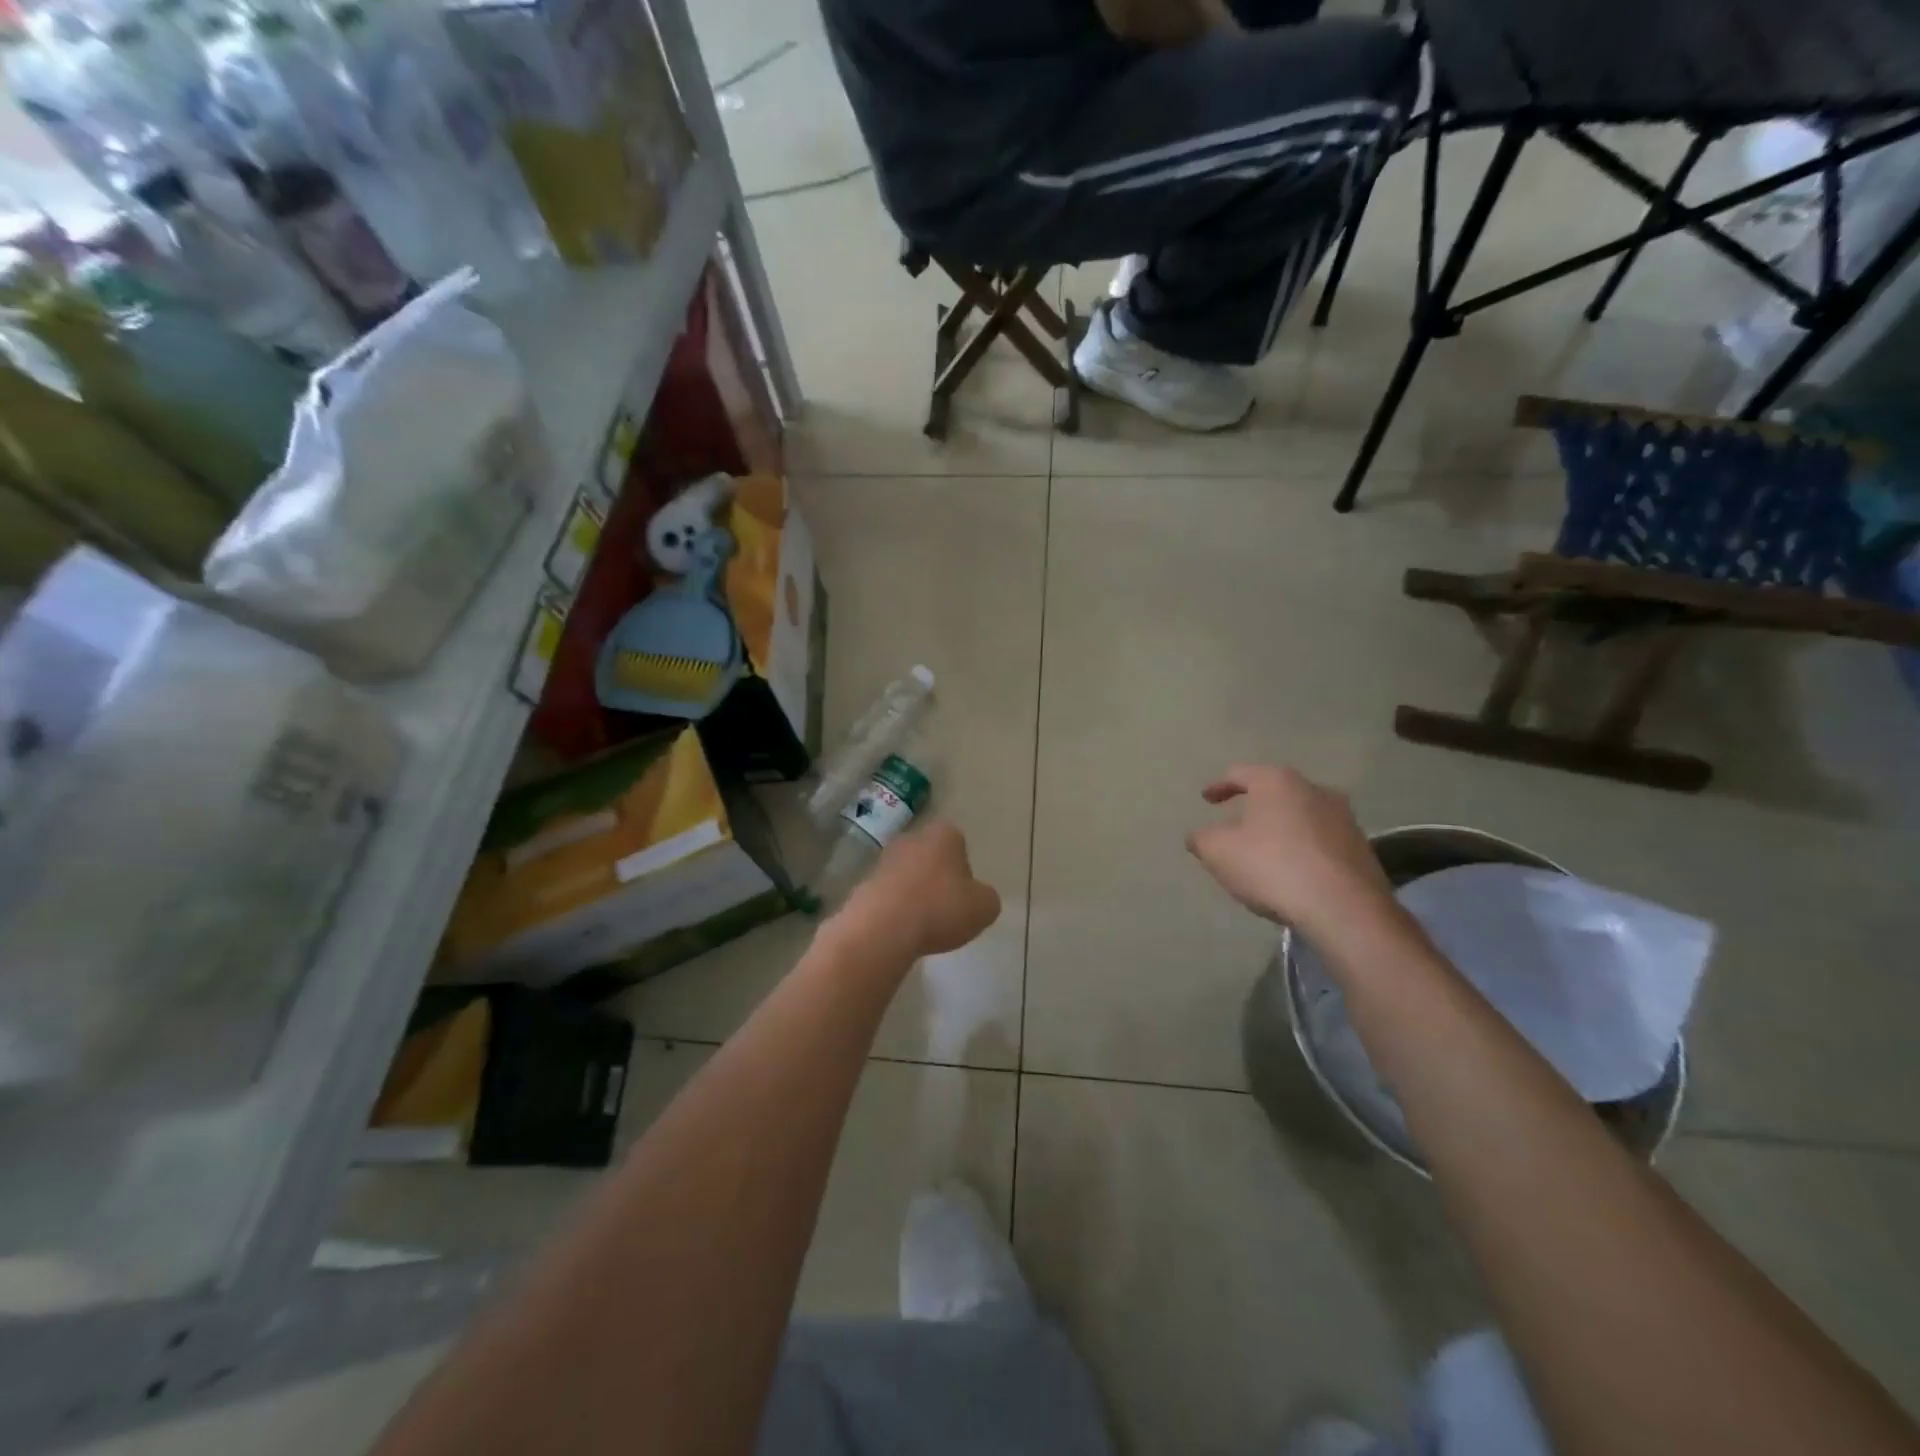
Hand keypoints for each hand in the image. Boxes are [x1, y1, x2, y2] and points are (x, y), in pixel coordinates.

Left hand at [835, 819, 1001, 959]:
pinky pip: (888, 895)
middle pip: (931, 856)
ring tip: (922, 924)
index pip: (959, 844)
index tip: (964, 895)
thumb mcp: (984, 908)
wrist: (882, 928)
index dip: (964, 869)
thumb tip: (977, 897)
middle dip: (937, 878)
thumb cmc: (940, 909)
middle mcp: (912, 838)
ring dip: (914, 894)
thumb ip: (986, 898)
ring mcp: (884, 859)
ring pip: (908, 875)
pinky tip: (900, 930)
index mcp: (944, 834)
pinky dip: (895, 909)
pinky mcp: (864, 883)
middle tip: (945, 909)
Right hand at [1185, 765, 1391, 934]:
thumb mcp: (1218, 852)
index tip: (1207, 799)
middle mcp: (1314, 789)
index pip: (1240, 773)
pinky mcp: (1361, 848)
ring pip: (1300, 816)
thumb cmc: (1272, 867)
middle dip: (1254, 807)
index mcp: (1277, 781)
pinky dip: (1302, 849)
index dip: (1218, 786)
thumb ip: (1202, 838)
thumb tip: (1199, 835)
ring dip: (1281, 829)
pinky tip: (1293, 873)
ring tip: (1265, 853)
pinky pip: (1320, 841)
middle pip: (1275, 793)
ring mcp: (1343, 818)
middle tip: (1235, 826)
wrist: (1344, 908)